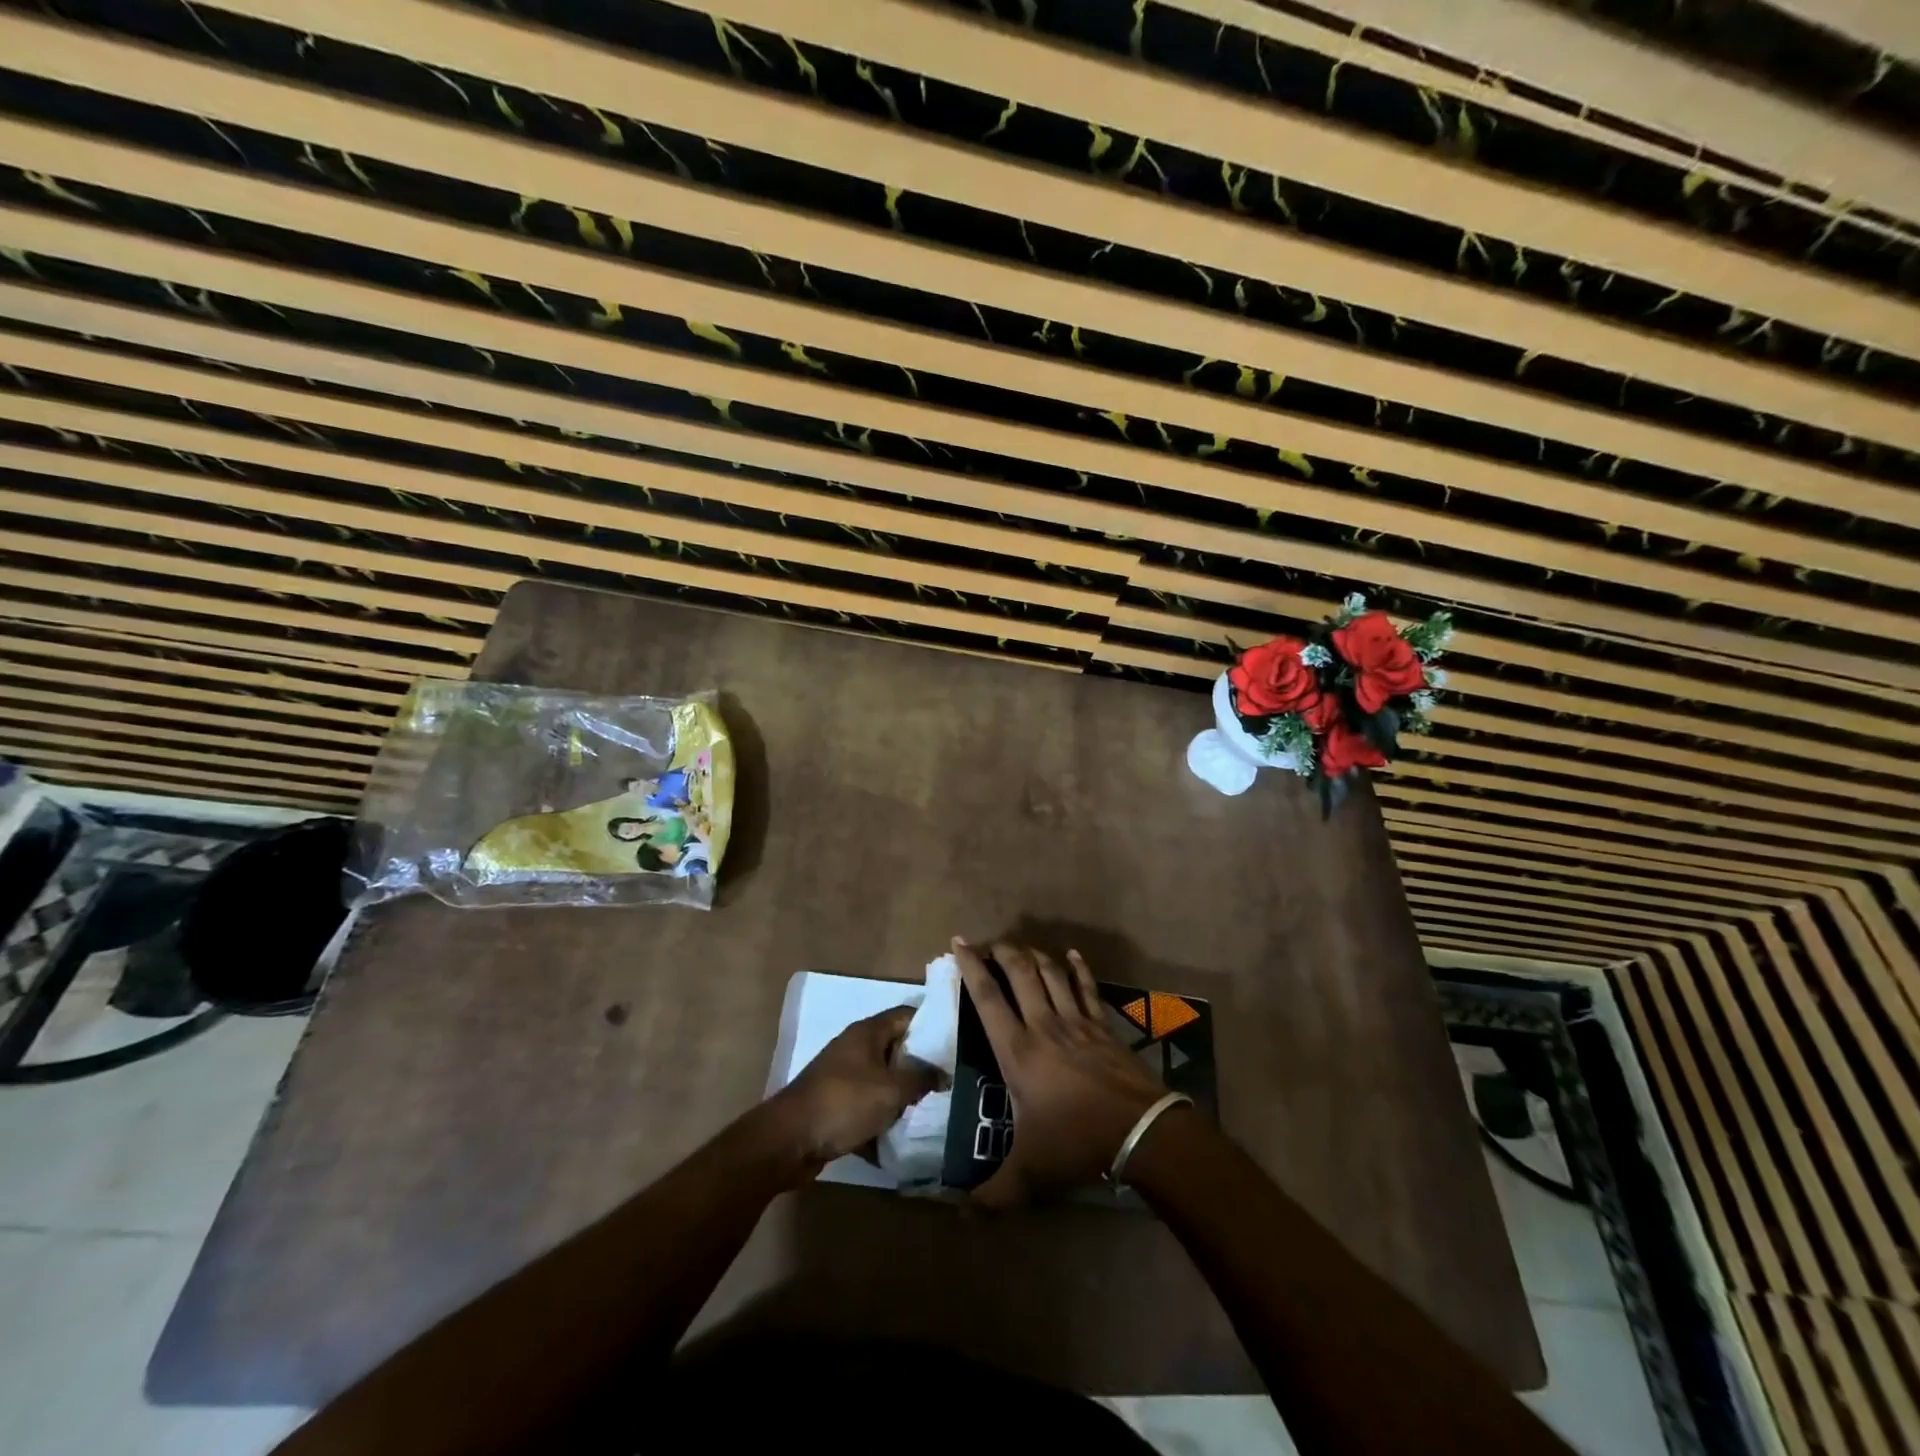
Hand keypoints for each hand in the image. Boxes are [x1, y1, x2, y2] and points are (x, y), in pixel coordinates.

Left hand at [771, 1007, 939, 1165]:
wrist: (789, 1140)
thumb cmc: (843, 1103)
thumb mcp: (890, 1091)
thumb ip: (920, 1079)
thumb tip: (943, 1073)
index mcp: (867, 1032)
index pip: (907, 1015)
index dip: (932, 1025)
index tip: (955, 1043)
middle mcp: (855, 1047)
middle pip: (896, 1048)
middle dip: (920, 1065)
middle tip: (949, 1080)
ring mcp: (843, 1075)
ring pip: (882, 1079)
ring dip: (902, 1094)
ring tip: (932, 1108)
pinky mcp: (836, 1103)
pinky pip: (867, 1105)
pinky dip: (882, 1117)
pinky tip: (902, 1135)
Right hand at [952, 938, 1169, 1207]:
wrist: (1139, 1130)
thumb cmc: (1077, 1143)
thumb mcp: (1029, 1173)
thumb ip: (991, 1194)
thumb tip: (957, 1212)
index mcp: (1018, 1051)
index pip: (988, 997)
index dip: (971, 967)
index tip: (959, 943)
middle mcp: (1043, 1024)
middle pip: (1020, 972)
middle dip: (1002, 951)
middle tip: (988, 943)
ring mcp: (1076, 1021)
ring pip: (1051, 973)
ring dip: (1033, 954)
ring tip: (1019, 947)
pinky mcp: (1102, 1025)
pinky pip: (1087, 988)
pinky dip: (1078, 968)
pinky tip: (1072, 954)